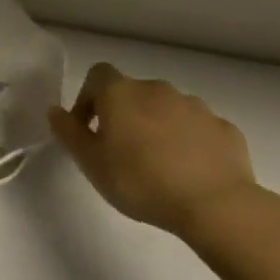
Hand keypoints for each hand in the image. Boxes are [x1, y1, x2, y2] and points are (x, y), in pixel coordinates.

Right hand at [50, 64, 257, 239]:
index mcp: (121, 93)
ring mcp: (195, 106)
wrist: (215, 205)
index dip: (88, 97)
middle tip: (122, 151)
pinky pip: (198, 129)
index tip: (88, 128)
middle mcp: (157, 89)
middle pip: (133, 93)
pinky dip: (190, 142)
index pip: (97, 75)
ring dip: (158, 127)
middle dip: (125, 115)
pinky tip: (191, 171)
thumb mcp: (91, 163)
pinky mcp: (224, 128)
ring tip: (159, 164)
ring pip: (167, 109)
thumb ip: (69, 132)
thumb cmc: (140, 181)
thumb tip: (55, 110)